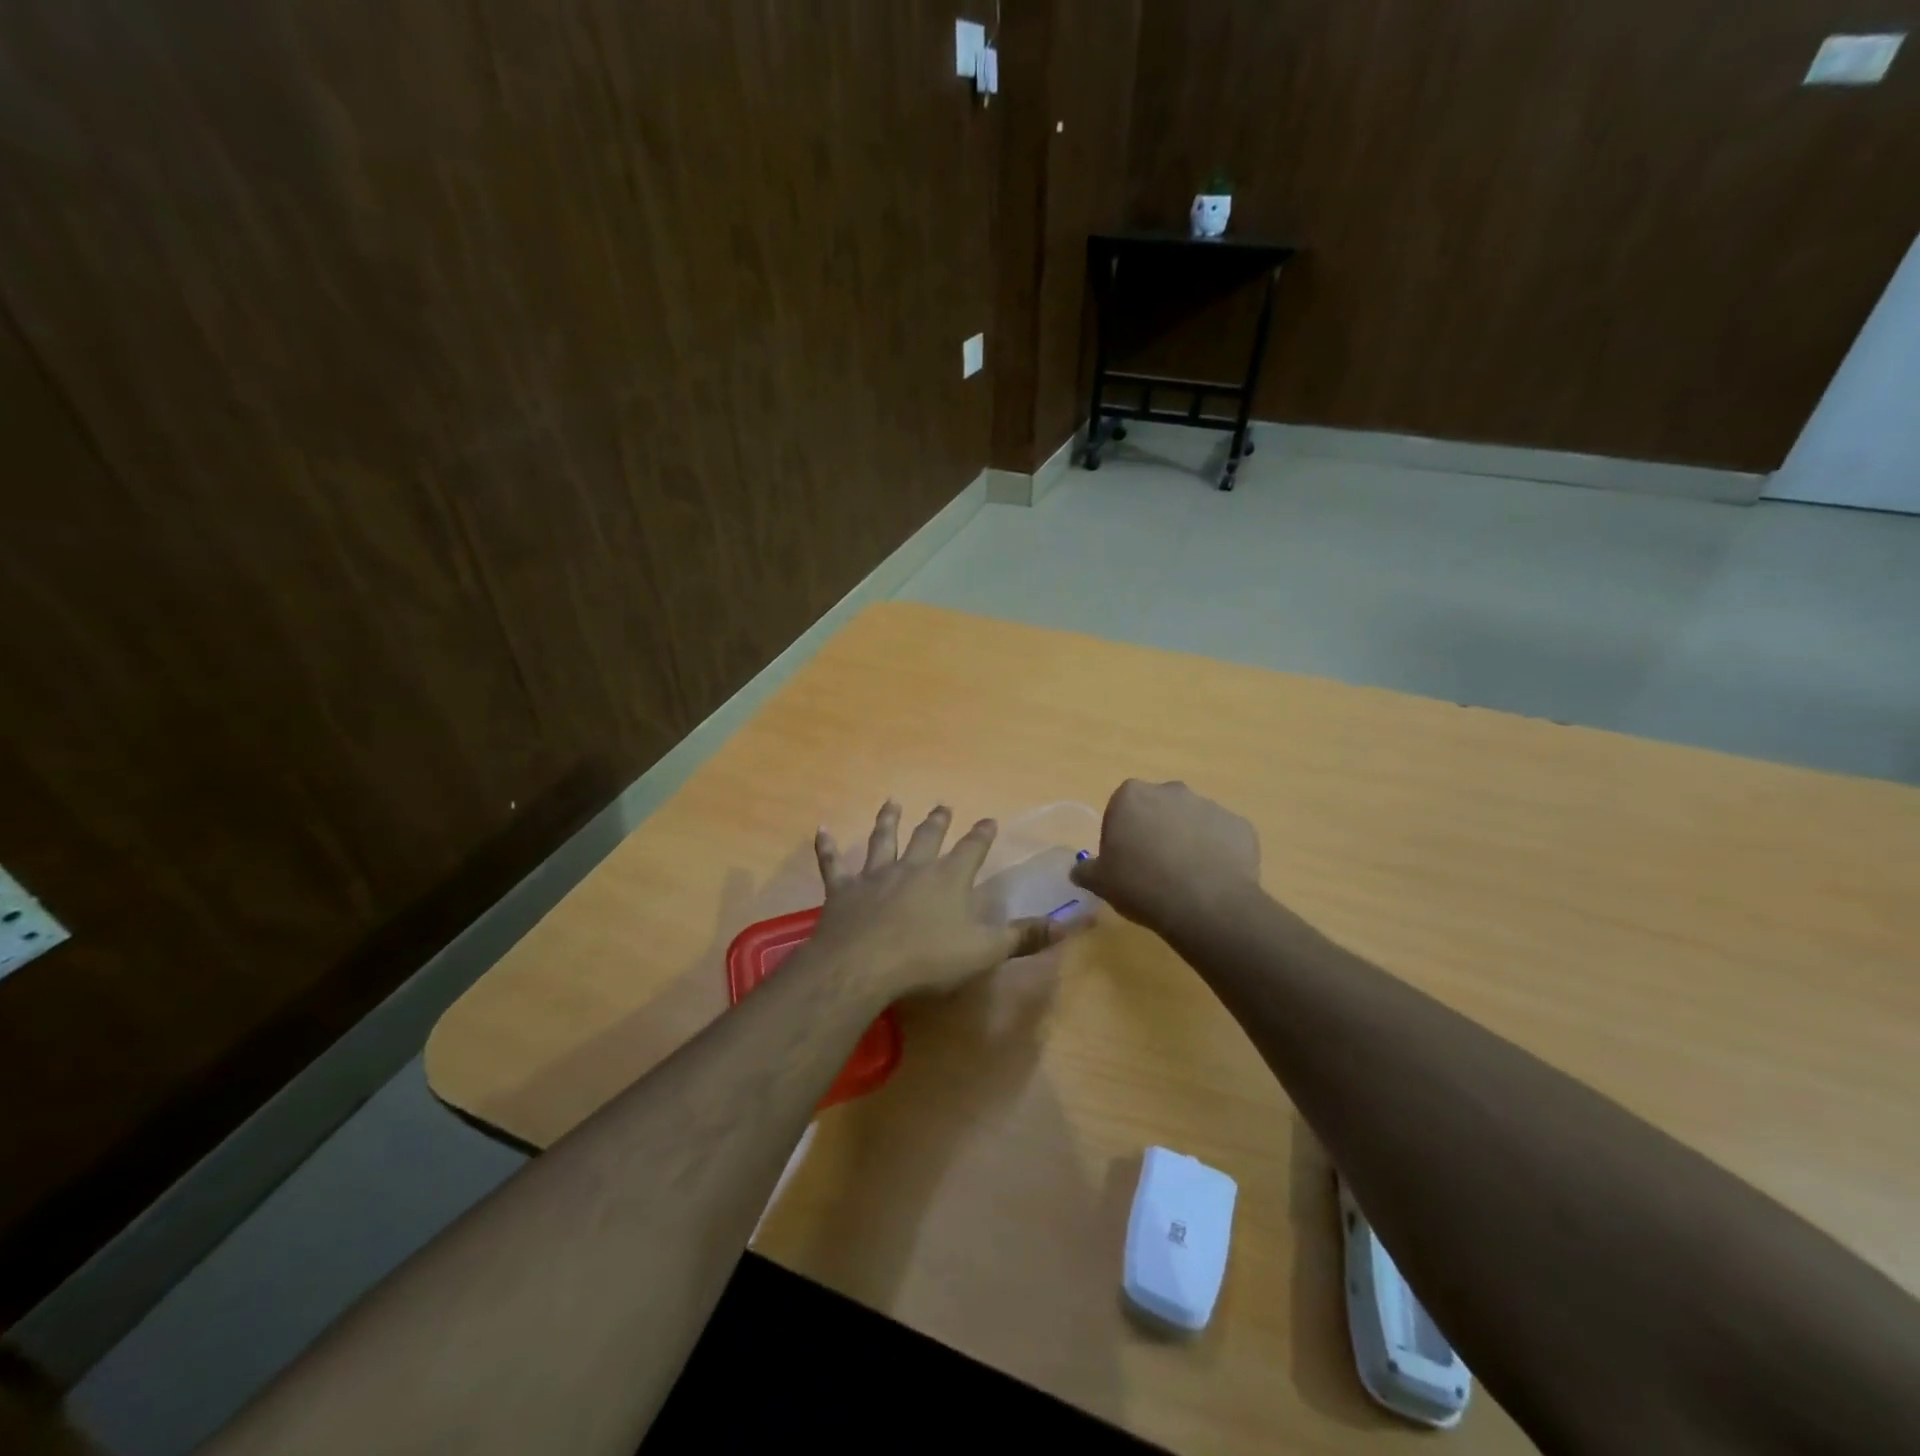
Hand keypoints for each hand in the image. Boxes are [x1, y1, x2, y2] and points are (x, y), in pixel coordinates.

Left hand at [806, 802, 1068, 1001]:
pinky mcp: (843, 891)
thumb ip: (1025, 936)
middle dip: (937, 821)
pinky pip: (833, 865)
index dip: (982, 835)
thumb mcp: (986, 951)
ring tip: (892, 803)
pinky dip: (827, 848)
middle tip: (942, 805)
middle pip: (927, 837)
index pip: (972, 849)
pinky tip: (821, 831)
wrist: (864, 965)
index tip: (988, 819)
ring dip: (888, 821)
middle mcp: (913, 868)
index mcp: (949, 879)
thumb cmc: (929, 959)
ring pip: (883, 840)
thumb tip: (1071, 923)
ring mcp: (875, 876)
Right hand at [1070, 780, 1260, 932]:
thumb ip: (1086, 870)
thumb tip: (1079, 870)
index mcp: (1132, 795)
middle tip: (1154, 869)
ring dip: (1188, 841)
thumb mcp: (1100, 882)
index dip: (1122, 835)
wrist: (1204, 904)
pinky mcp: (1240, 825)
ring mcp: (1210, 805)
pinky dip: (1218, 853)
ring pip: (1192, 822)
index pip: (1121, 809)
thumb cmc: (1141, 885)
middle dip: (1156, 831)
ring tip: (1186, 879)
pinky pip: (1222, 838)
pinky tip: (1212, 881)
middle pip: (1159, 809)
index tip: (1125, 862)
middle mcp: (1172, 790)